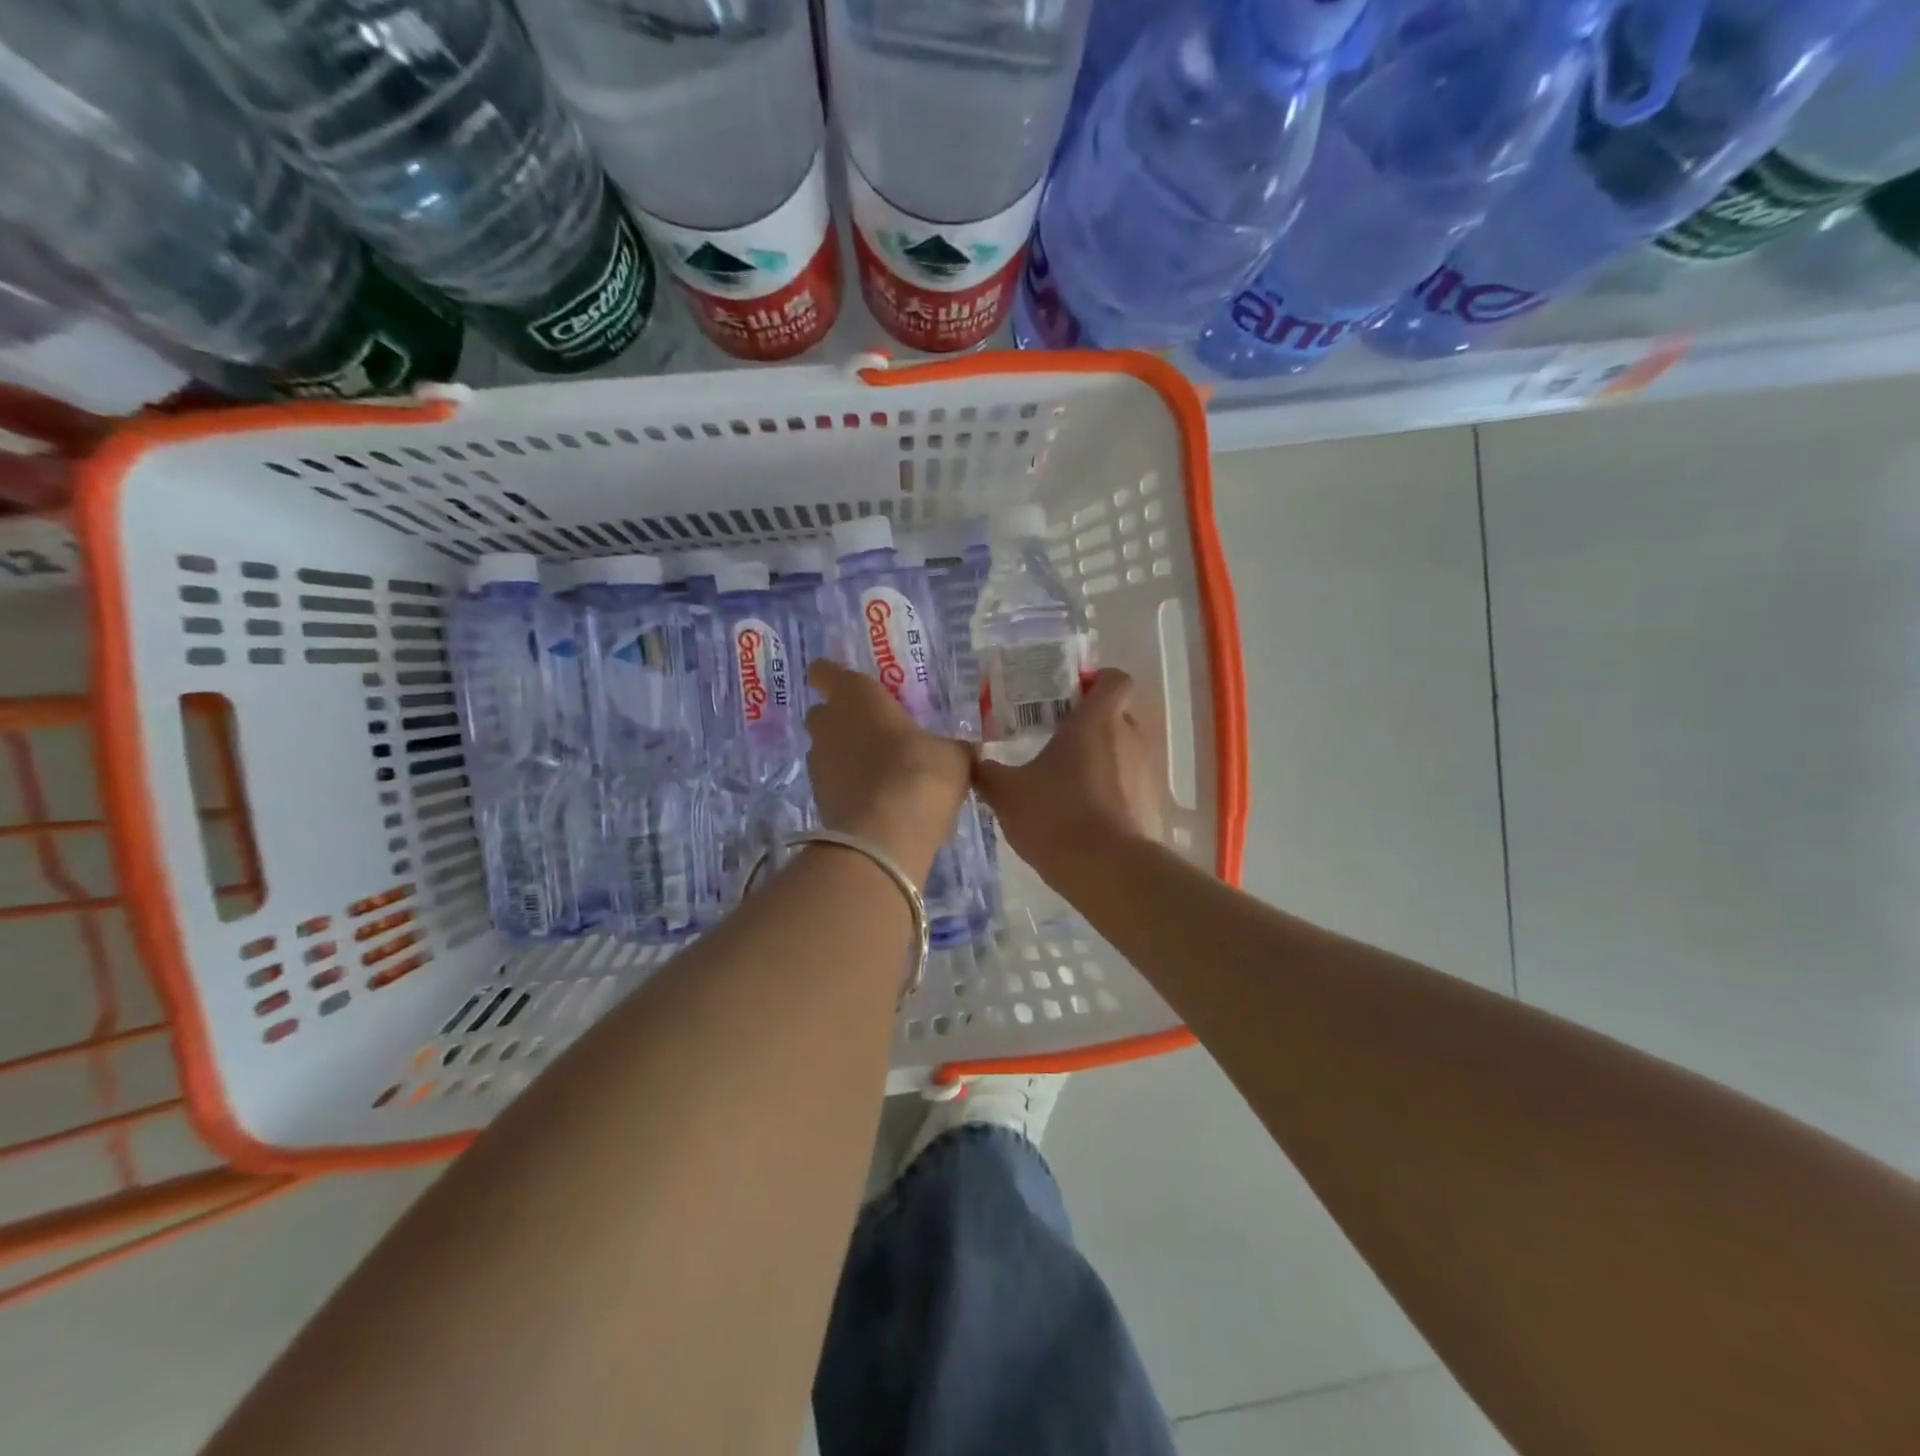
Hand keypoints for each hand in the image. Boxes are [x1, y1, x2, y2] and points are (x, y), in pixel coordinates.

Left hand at [804, 659, 972, 877]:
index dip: (832, 676)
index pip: (826, 671)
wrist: (883, 838)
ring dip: (845, 754)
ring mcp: (818, 763)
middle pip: (823, 712)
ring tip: (879, 770)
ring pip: (826, 748)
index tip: (847, 685)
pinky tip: (876, 799)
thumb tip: (962, 749)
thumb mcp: (954, 756)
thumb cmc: (920, 774)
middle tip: (875, 730)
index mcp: (858, 696)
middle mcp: (829, 723)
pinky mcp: (818, 798)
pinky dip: (848, 785)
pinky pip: (832, 781)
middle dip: (842, 718)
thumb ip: (951, 747)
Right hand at [973, 669, 1162, 884]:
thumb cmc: (1056, 815)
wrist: (1107, 871)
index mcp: (1097, 720)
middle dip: (1094, 725)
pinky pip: (1134, 787)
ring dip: (1105, 761)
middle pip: (1119, 716)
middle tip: (1061, 742)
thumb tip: (971, 761)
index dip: (1097, 683)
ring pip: (1127, 753)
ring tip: (1072, 784)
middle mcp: (1131, 737)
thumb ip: (988, 773)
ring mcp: (1148, 772)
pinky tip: (1089, 817)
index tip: (1072, 699)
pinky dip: (1116, 794)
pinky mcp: (1155, 806)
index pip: (1114, 679)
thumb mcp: (1007, 794)